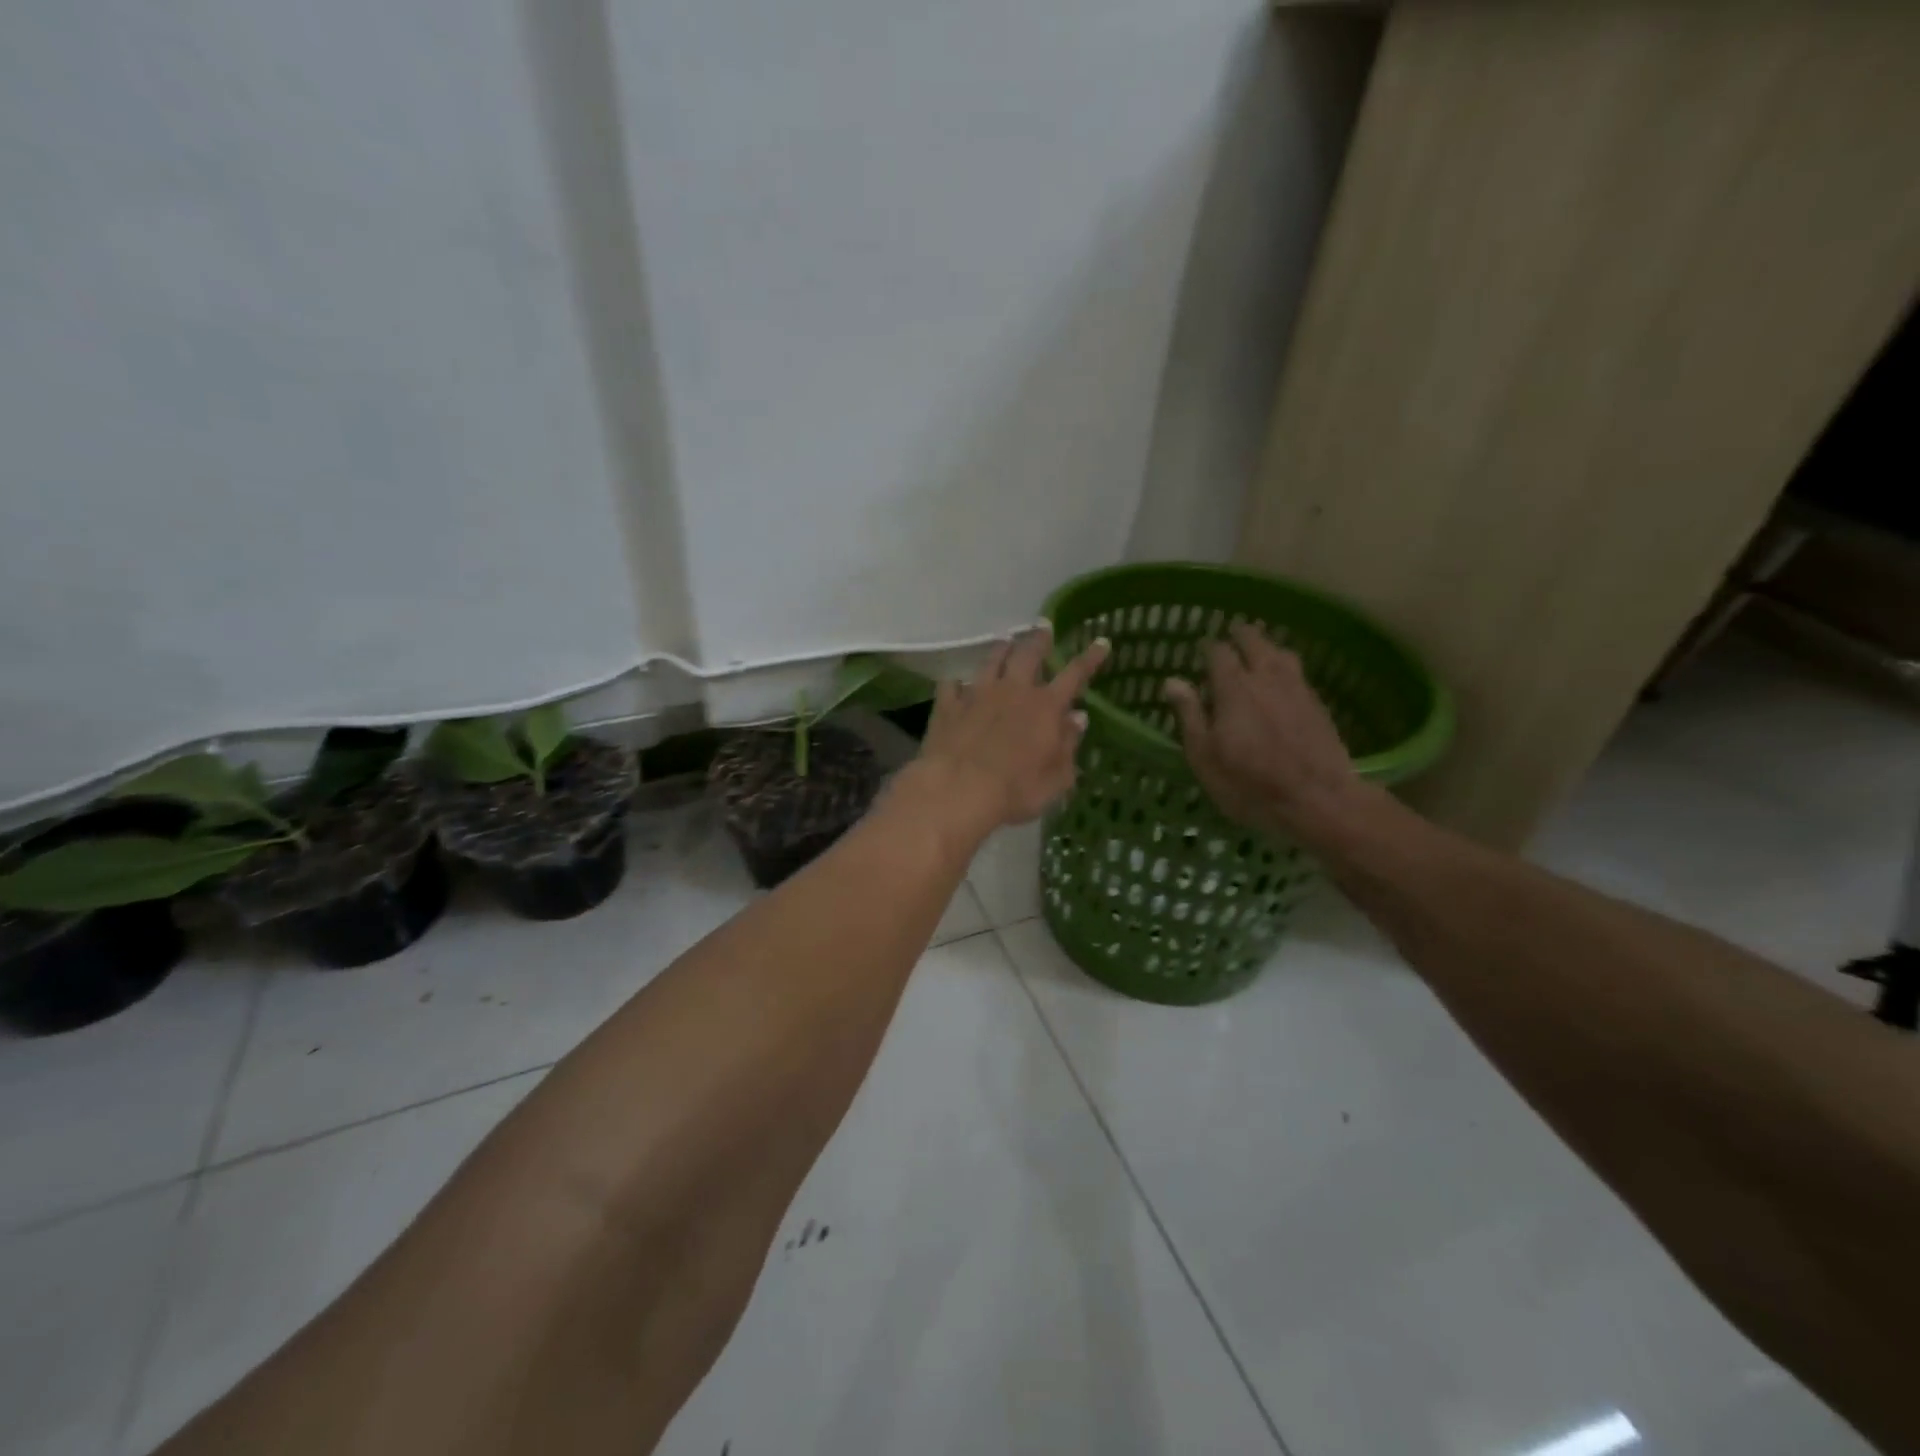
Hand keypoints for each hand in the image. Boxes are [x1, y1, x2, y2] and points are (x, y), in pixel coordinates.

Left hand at [908, 625, 1109, 833]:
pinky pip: (952, 685)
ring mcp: (977, 694)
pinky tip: (957, 682)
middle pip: (1028, 654)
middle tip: (1043, 627)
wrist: (958, 790)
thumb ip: (1068, 745)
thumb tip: (1077, 718)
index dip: (1090, 658)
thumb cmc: (1016, 791)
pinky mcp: (948, 705)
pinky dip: (958, 682)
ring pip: (991, 660)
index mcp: (1045, 707)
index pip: (1074, 674)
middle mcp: (1013, 691)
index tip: (1100, 641)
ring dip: (1001, 649)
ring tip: (1005, 641)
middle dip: (1039, 639)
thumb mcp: (1056, 778)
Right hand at [1163, 623, 1364, 840]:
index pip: (1219, 653)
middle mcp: (1267, 678)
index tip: (1202, 650)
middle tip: (1232, 635)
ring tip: (1260, 650)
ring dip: (1268, 646)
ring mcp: (1298, 689)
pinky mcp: (1318, 705)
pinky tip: (1283, 679)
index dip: (1209, 648)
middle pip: (1255, 642)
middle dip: (1241, 635)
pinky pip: (1298, 673)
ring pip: (1281, 653)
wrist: (1318, 801)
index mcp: (1234, 688)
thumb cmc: (1249, 783)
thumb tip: (1172, 681)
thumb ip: (1189, 714)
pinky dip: (1286, 667)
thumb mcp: (1205, 756)